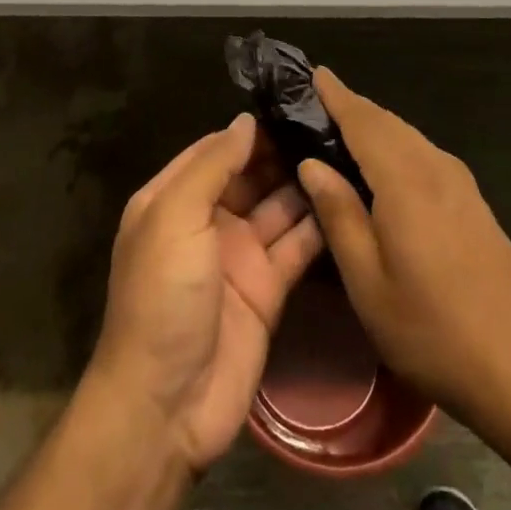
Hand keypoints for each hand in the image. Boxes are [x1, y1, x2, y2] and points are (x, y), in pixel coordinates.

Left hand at [86, 113, 323, 472]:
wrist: (166, 406)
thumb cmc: (162, 296)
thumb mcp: (175, 218)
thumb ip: (211, 166)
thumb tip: (246, 121)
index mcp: (175, 198)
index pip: (216, 149)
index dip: (250, 129)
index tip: (293, 103)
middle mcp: (208, 220)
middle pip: (251, 175)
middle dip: (284, 151)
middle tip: (332, 124)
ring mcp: (240, 255)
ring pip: (278, 206)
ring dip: (305, 183)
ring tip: (348, 152)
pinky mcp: (269, 288)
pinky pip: (296, 246)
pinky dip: (319, 224)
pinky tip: (348, 198)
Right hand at [294, 69, 510, 440]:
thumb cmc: (432, 331)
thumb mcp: (368, 283)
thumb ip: (338, 215)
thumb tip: (312, 164)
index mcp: (406, 181)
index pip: (363, 121)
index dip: (337, 95)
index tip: (314, 73)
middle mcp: (436, 168)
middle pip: (387, 122)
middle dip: (353, 107)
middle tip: (317, 102)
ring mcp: (461, 183)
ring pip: (408, 137)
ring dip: (375, 126)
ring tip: (341, 130)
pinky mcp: (474, 201)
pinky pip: (424, 154)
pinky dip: (396, 145)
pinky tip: (383, 167)